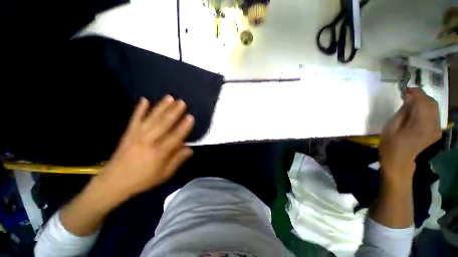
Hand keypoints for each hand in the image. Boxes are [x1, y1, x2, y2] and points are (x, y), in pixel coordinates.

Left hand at [96, 95, 194, 198]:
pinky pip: (134, 119)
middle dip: (174, 112)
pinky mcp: (128, 134)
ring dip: (161, 107)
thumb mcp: (164, 175)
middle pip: (163, 124)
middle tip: (182, 102)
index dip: (184, 127)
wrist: (113, 183)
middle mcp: (148, 142)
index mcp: (159, 153)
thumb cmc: (142, 180)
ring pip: (151, 119)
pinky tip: (144, 99)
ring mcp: (136, 136)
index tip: (191, 117)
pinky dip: (139, 109)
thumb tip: (190, 149)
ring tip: (169, 97)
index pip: (175, 137)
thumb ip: (178, 160)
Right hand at [379, 88, 441, 182]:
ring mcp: (436, 129)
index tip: (406, 89)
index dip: (416, 93)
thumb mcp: (391, 127)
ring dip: (424, 101)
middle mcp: (433, 126)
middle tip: (408, 95)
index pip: (423, 102)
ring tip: (411, 101)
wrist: (399, 160)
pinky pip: (434, 114)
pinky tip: (417, 110)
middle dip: (421, 96)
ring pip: (435, 107)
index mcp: (421, 126)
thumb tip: (409, 99)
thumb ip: (403, 112)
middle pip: (431, 103)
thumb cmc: (390, 144)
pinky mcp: (436, 131)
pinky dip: (427, 108)